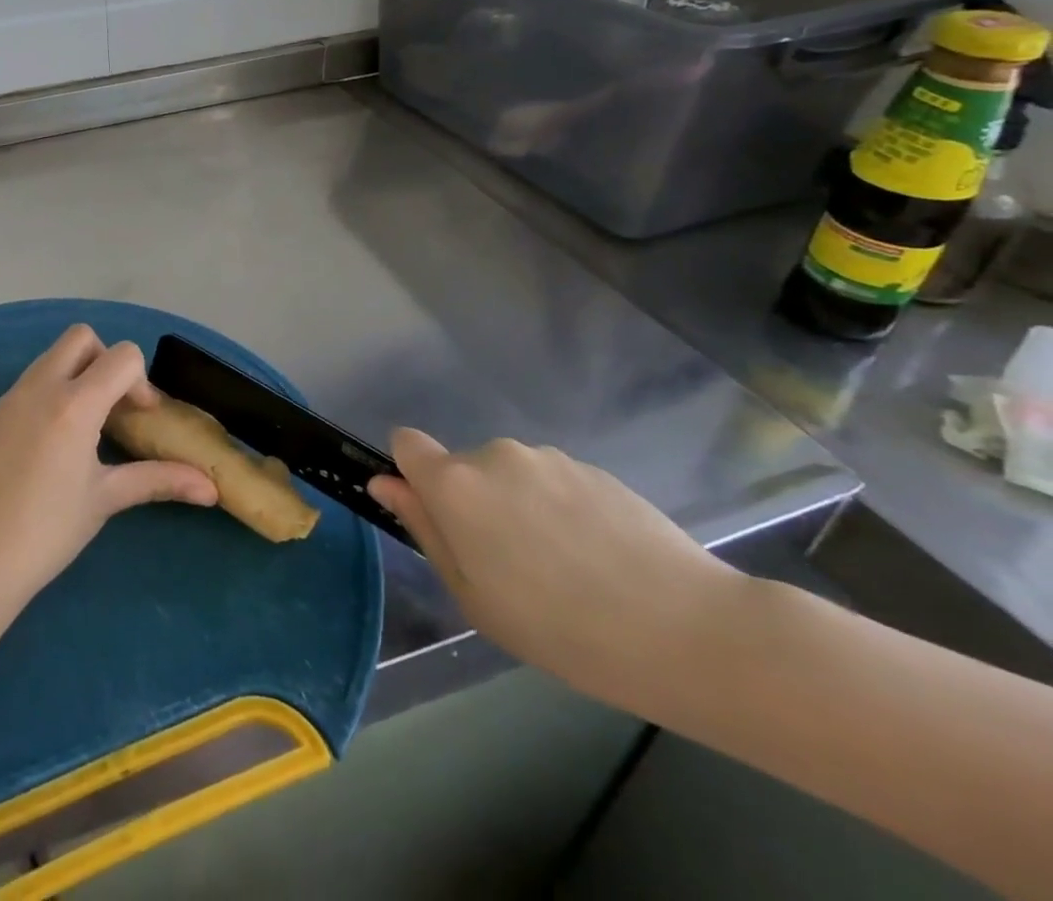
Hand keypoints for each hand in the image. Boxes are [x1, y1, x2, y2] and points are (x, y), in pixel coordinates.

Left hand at [0, 326, 217, 615]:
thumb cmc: (46, 531)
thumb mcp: (105, 500)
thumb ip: (158, 480)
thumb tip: (210, 488)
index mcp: (73, 403)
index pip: (121, 356)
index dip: (141, 381)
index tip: (141, 418)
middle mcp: (40, 386)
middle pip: (81, 338)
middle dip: (106, 361)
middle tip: (115, 408)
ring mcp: (12, 397)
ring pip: (53, 356)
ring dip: (78, 374)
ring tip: (89, 427)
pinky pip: (32, 380)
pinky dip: (54, 390)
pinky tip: (56, 440)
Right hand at [368, 430, 746, 706]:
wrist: (689, 632)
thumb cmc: (561, 629)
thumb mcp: (474, 597)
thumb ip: (425, 530)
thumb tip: (385, 484)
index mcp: (455, 483)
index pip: (406, 443)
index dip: (412, 474)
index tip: (437, 518)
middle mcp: (494, 454)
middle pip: (462, 467)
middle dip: (472, 503)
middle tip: (509, 566)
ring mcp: (548, 458)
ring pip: (510, 476)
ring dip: (518, 506)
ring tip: (564, 568)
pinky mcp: (595, 469)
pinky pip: (554, 482)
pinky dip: (561, 510)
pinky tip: (600, 559)